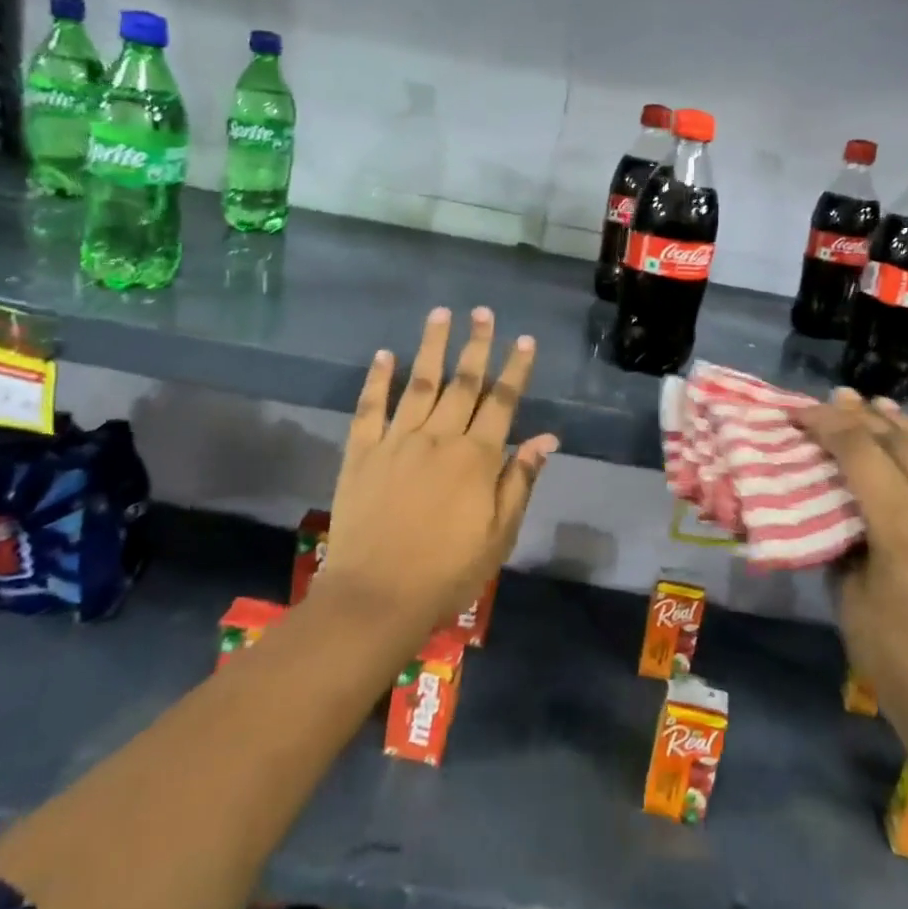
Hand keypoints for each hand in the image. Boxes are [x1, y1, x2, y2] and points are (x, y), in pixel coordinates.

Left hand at [315, 307, 557, 640]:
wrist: (377, 596)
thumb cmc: (447, 572)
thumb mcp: (499, 534)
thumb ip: (520, 481)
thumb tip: (546, 438)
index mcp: (476, 458)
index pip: (502, 402)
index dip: (515, 369)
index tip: (524, 339)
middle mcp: (438, 438)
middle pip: (462, 383)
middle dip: (476, 345)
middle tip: (483, 312)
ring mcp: (396, 441)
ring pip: (419, 383)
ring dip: (431, 347)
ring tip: (441, 314)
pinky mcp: (361, 452)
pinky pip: (370, 407)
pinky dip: (378, 379)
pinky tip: (384, 354)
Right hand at [800, 392, 907, 784]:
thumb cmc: (899, 663)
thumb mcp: (849, 596)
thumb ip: (845, 540)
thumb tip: (842, 510)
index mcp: (904, 522)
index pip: (859, 450)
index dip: (826, 424)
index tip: (801, 412)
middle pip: (904, 441)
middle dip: (865, 416)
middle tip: (838, 399)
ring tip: (884, 410)